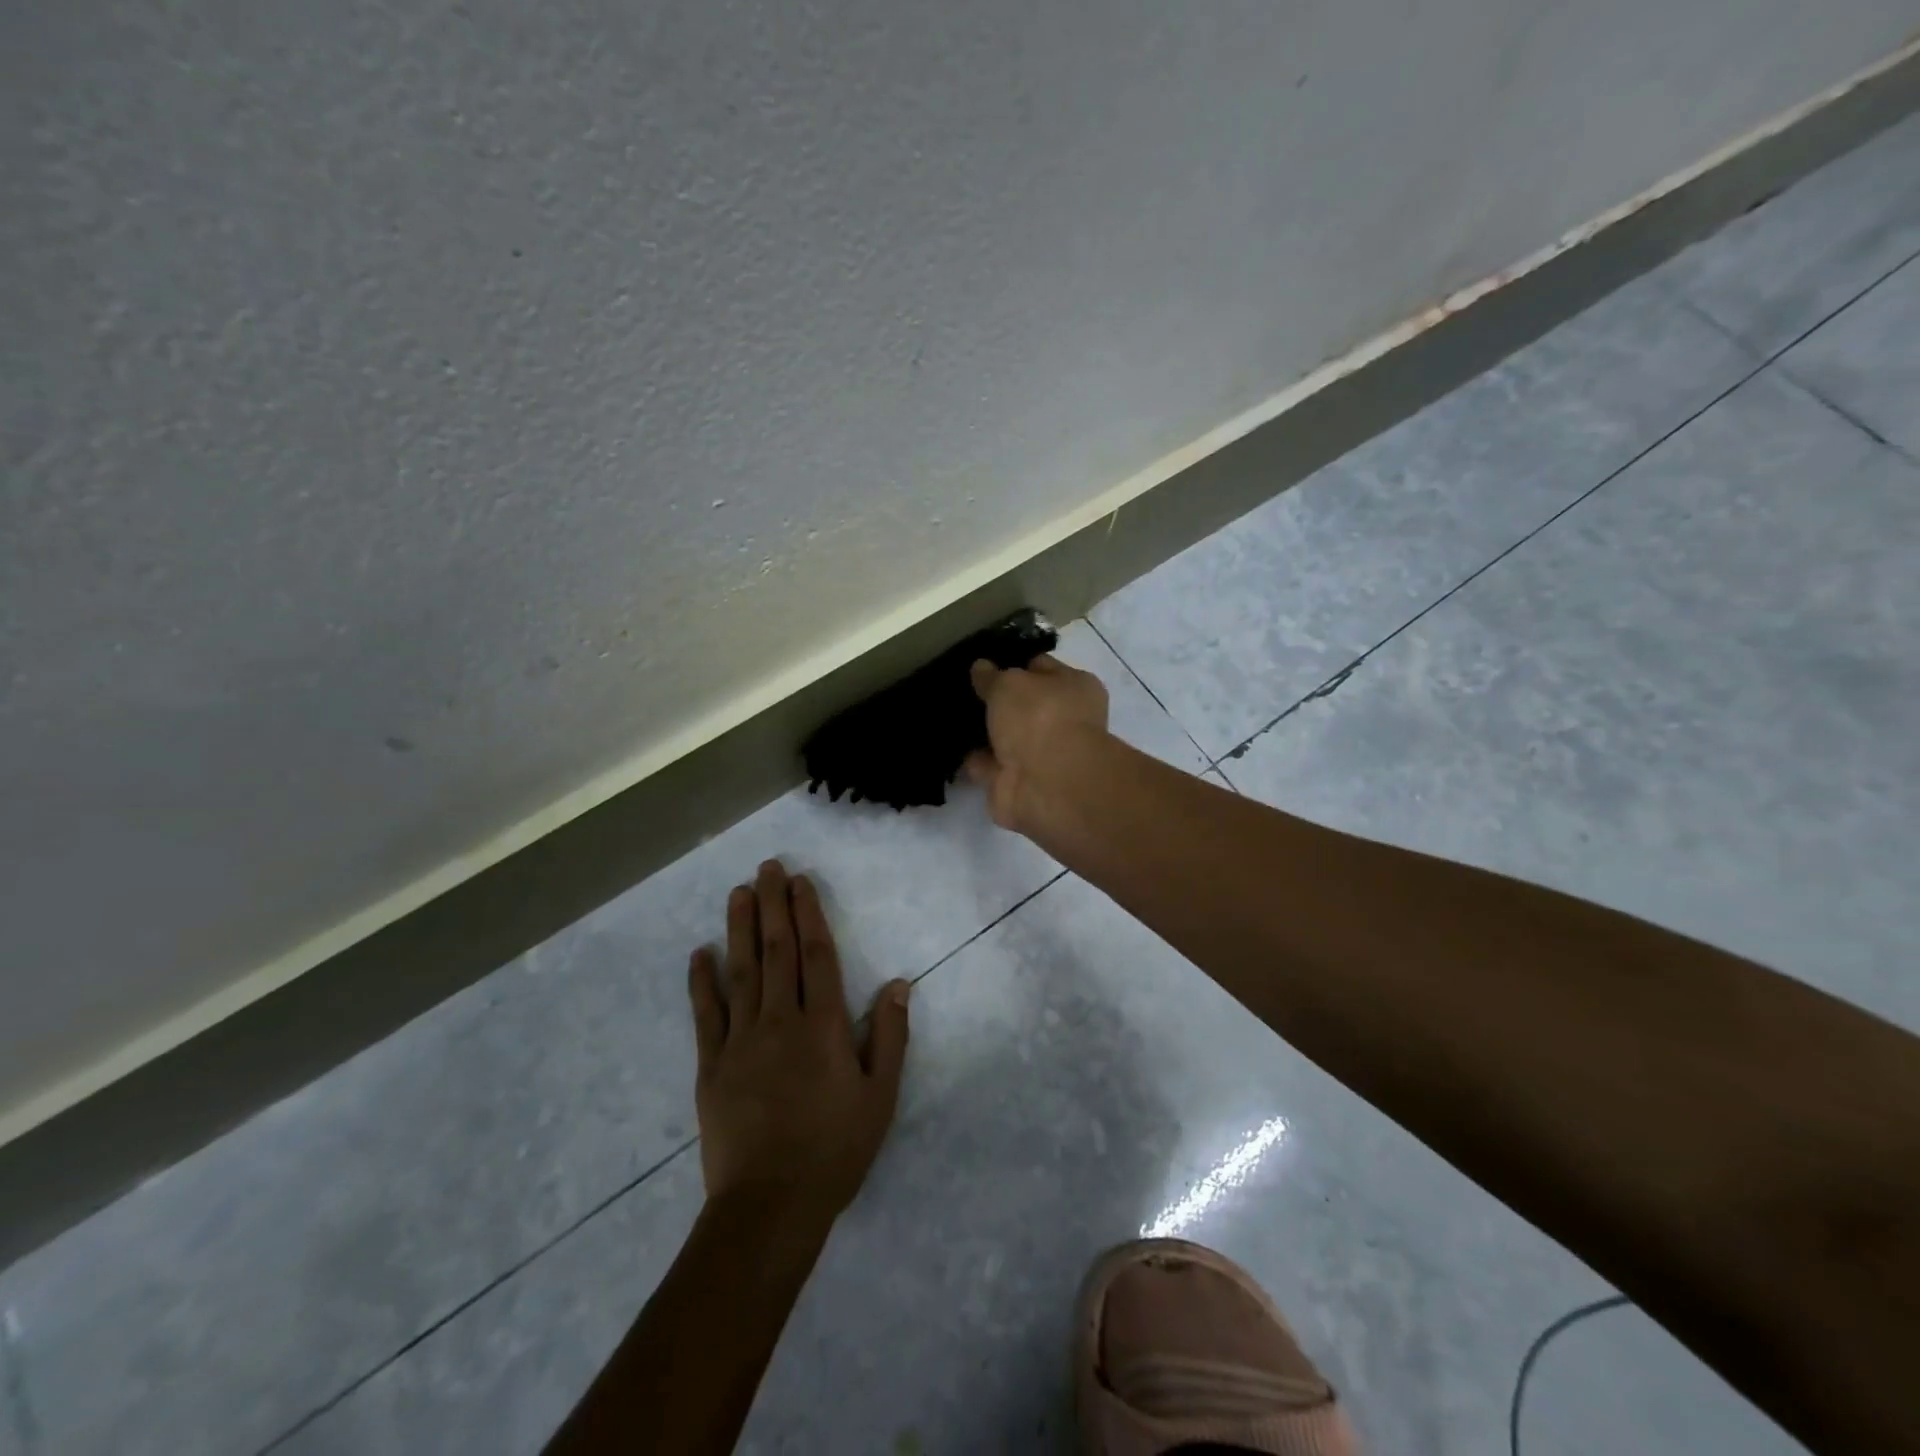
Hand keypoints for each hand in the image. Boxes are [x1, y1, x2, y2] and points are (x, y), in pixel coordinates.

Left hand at [687, 860, 910, 1224]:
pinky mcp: (711, 1065)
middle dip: (772, 905)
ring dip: (740, 928)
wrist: (770, 1206)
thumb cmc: (834, 1150)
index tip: (800, 881)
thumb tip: (899, 983)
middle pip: (777, 951)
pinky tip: (700, 953)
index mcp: (823, 1026)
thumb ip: (890, 1036)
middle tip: (767, 867)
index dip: (808, 913)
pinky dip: (702, 981)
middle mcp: (780, 1021)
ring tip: (738, 892)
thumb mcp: (880, 1097)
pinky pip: (706, 1014)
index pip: (816, 955)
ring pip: (741, 971)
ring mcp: (741, 1041)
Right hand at [965, 654, 1110, 830]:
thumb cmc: (1040, 719)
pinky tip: (949, 745)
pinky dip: (973, 760)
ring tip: (948, 714)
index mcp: (1074, 688)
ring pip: (1004, 736)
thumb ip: (992, 676)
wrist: (1047, 785)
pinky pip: (989, 765)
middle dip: (993, 699)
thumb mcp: (1010, 683)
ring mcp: (1040, 755)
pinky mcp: (1017, 783)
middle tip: (958, 687)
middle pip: (1021, 705)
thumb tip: (981, 667)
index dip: (1011, 664)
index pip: (1040, 667)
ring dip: (981, 731)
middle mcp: (1061, 721)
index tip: (980, 662)